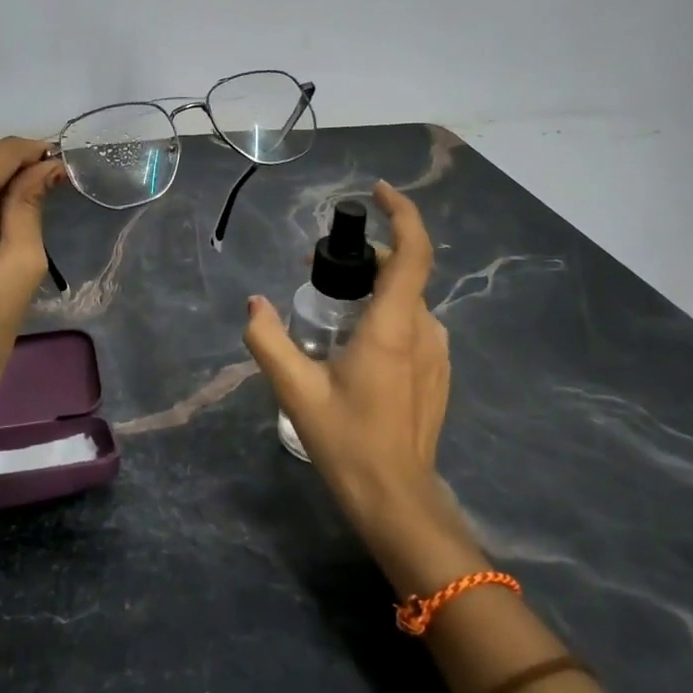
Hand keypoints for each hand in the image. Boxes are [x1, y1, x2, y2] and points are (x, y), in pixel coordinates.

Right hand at [243, 181, 451, 538]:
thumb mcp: (295, 390)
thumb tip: (254, 304)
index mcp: (394, 327)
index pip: (413, 252)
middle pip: (404, 272)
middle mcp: (423, 331)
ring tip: (330, 309)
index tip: (377, 192)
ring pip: (407, 301)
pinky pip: (412, 326)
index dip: (401, 213)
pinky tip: (354, 345)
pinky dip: (386, 315)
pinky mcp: (438, 374)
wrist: (397, 500)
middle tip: (318, 269)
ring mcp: (437, 354)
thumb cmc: (348, 441)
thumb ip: (268, 340)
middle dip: (365, 258)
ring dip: (373, 289)